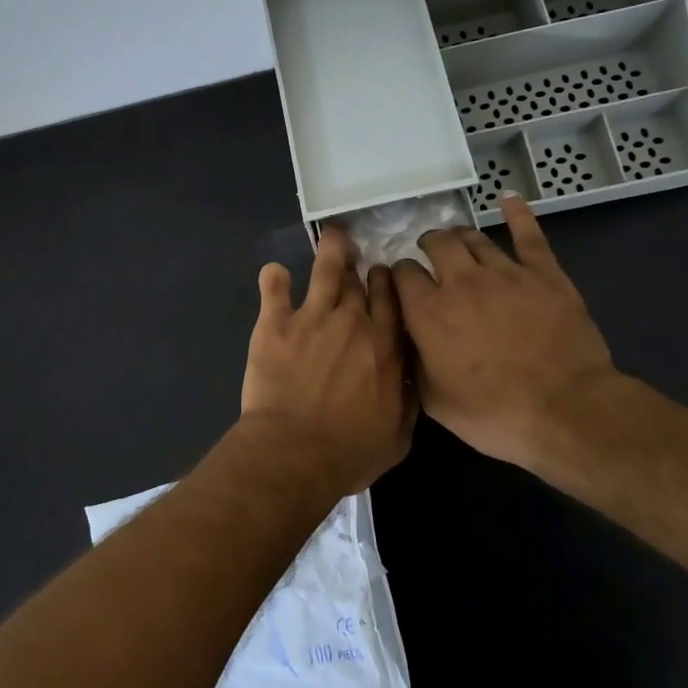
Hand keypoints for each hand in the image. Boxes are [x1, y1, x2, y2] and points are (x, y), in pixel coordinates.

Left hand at [241, 225, 414, 492]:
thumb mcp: (398, 435)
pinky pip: (275, 288)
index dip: (390, 284)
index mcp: (386, 346)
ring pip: (326, 271)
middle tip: (360, 257)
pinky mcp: (276, 323)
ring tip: (333, 234)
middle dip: (362, 268)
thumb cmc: (349, 452)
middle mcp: (353, 322)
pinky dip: (274, 278)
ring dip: (331, 250)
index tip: (386, 276)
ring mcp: (313, 317)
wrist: (295, 452)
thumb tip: (414, 375)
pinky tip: (274, 271)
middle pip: (361, 283)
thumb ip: (408, 399)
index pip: (393, 301)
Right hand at [392, 194, 649, 494]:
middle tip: (430, 258)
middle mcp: (461, 281)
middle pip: (436, 244)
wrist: (567, 411)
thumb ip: (413, 363)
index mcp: (428, 312)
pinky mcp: (544, 273)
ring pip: (474, 238)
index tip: (400, 284)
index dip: (397, 276)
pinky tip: (509, 199)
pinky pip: (528, 234)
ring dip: (461, 238)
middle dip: (427, 246)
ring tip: (459, 244)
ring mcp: (505, 272)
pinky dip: (517, 214)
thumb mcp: (435, 402)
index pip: (401, 274)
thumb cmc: (495, 414)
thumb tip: (404, 341)